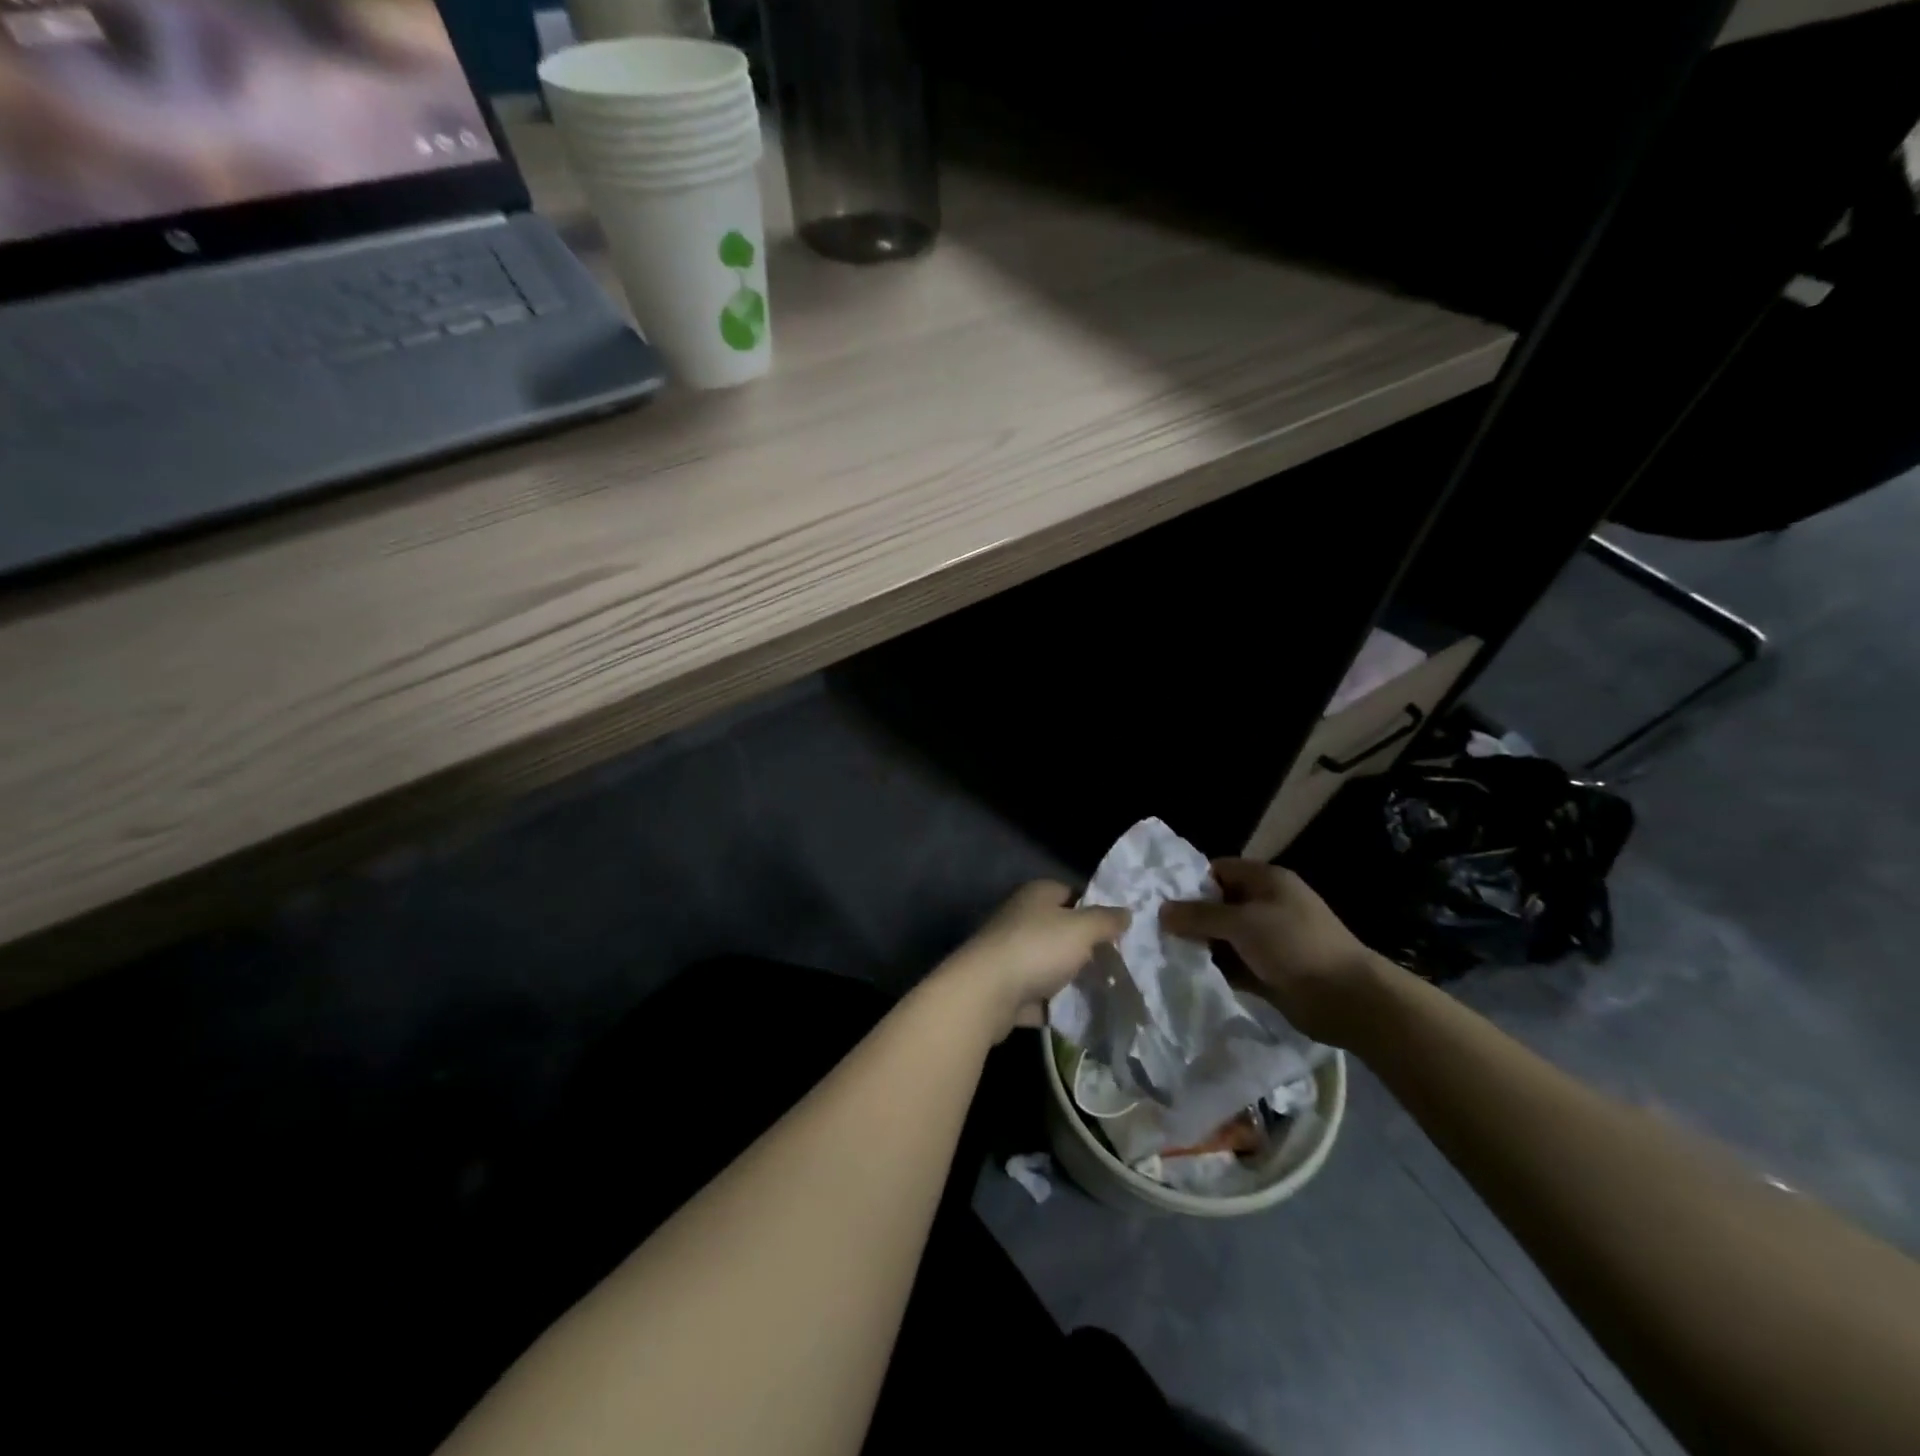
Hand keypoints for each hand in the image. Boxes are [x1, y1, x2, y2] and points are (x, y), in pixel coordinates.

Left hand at [940, 881, 1128, 1039]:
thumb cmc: (1036, 948)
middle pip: (1061, 930)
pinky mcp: (1006, 987)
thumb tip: (1126, 912)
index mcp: (1037, 895)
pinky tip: (1080, 1015)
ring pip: (1050, 963)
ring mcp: (1011, 953)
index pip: (1071, 893)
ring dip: (1071, 978)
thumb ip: (1106, 920)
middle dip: (1086, 947)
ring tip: (1106, 992)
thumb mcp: (1081, 928)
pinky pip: (1039, 994)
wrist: (986, 993)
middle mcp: (1021, 918)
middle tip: (1118, 964)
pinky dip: (1056, 1004)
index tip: (1120, 931)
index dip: (1096, 909)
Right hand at [1159, 859, 1383, 1047]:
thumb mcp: (1243, 923)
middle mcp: (1266, 905)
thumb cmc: (1295, 946)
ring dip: (1199, 945)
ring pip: (1223, 936)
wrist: (1347, 999)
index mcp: (1266, 881)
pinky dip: (1214, 968)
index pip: (1218, 870)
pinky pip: (1233, 963)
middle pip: (1218, 904)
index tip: (1158, 898)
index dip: (1189, 882)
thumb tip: (1162, 910)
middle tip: (1153, 928)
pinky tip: (1186, 974)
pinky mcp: (1268, 970)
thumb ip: (1200, 915)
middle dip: (1189, 917)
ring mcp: (1268, 939)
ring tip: (1162, 952)